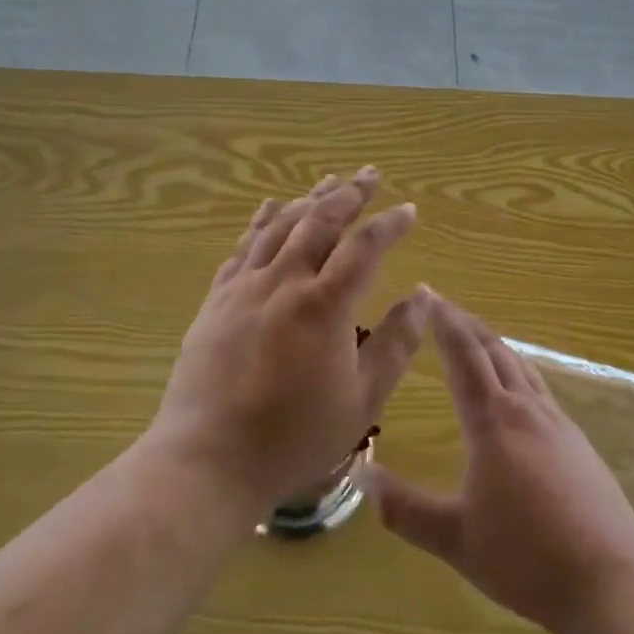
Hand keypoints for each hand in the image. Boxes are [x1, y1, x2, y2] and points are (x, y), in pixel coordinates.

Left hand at [148, 169, 426, 519]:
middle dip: (349, 193)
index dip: (389, 224)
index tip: (408, 210)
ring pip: (281, 225)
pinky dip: (262, 220)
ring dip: (309, 199)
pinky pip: (243, 246)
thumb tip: (424, 295)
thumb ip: (396, 342)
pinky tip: (271, 208)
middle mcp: (284, 281)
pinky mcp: (217, 298)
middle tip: (370, 174)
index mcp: (324, 304)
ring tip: (329, 181)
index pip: (364, 247)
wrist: (209, 459)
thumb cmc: (294, 437)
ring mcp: (245, 286)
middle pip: (320, 221)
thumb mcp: (362, 400)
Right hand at [370, 293, 633, 633]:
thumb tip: (363, 474)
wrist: (611, 581)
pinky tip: (518, 387)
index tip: (426, 292)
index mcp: (492, 421)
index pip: (462, 354)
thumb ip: (405, 509)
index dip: (443, 321)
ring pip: (520, 364)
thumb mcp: (455, 539)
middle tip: (443, 303)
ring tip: (475, 335)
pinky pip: (539, 387)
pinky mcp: (578, 442)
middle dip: (465, 322)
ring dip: (493, 342)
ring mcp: (557, 422)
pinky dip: (517, 369)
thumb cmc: (526, 558)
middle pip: (493, 349)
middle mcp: (525, 408)